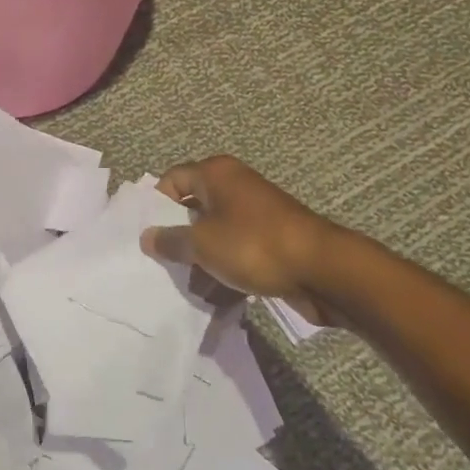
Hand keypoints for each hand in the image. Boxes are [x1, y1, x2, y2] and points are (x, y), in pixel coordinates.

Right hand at [142, 156, 357, 325]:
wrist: (322, 269)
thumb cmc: (253, 245)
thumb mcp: (202, 244)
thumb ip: (170, 240)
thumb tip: (148, 237)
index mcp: (216, 173)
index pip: (172, 180)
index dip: (156, 206)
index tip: (147, 235)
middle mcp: (235, 185)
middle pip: (193, 207)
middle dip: (178, 237)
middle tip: (162, 263)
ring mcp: (256, 212)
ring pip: (215, 232)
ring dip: (201, 258)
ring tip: (188, 287)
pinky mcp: (271, 238)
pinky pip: (237, 249)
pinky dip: (225, 268)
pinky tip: (216, 295)